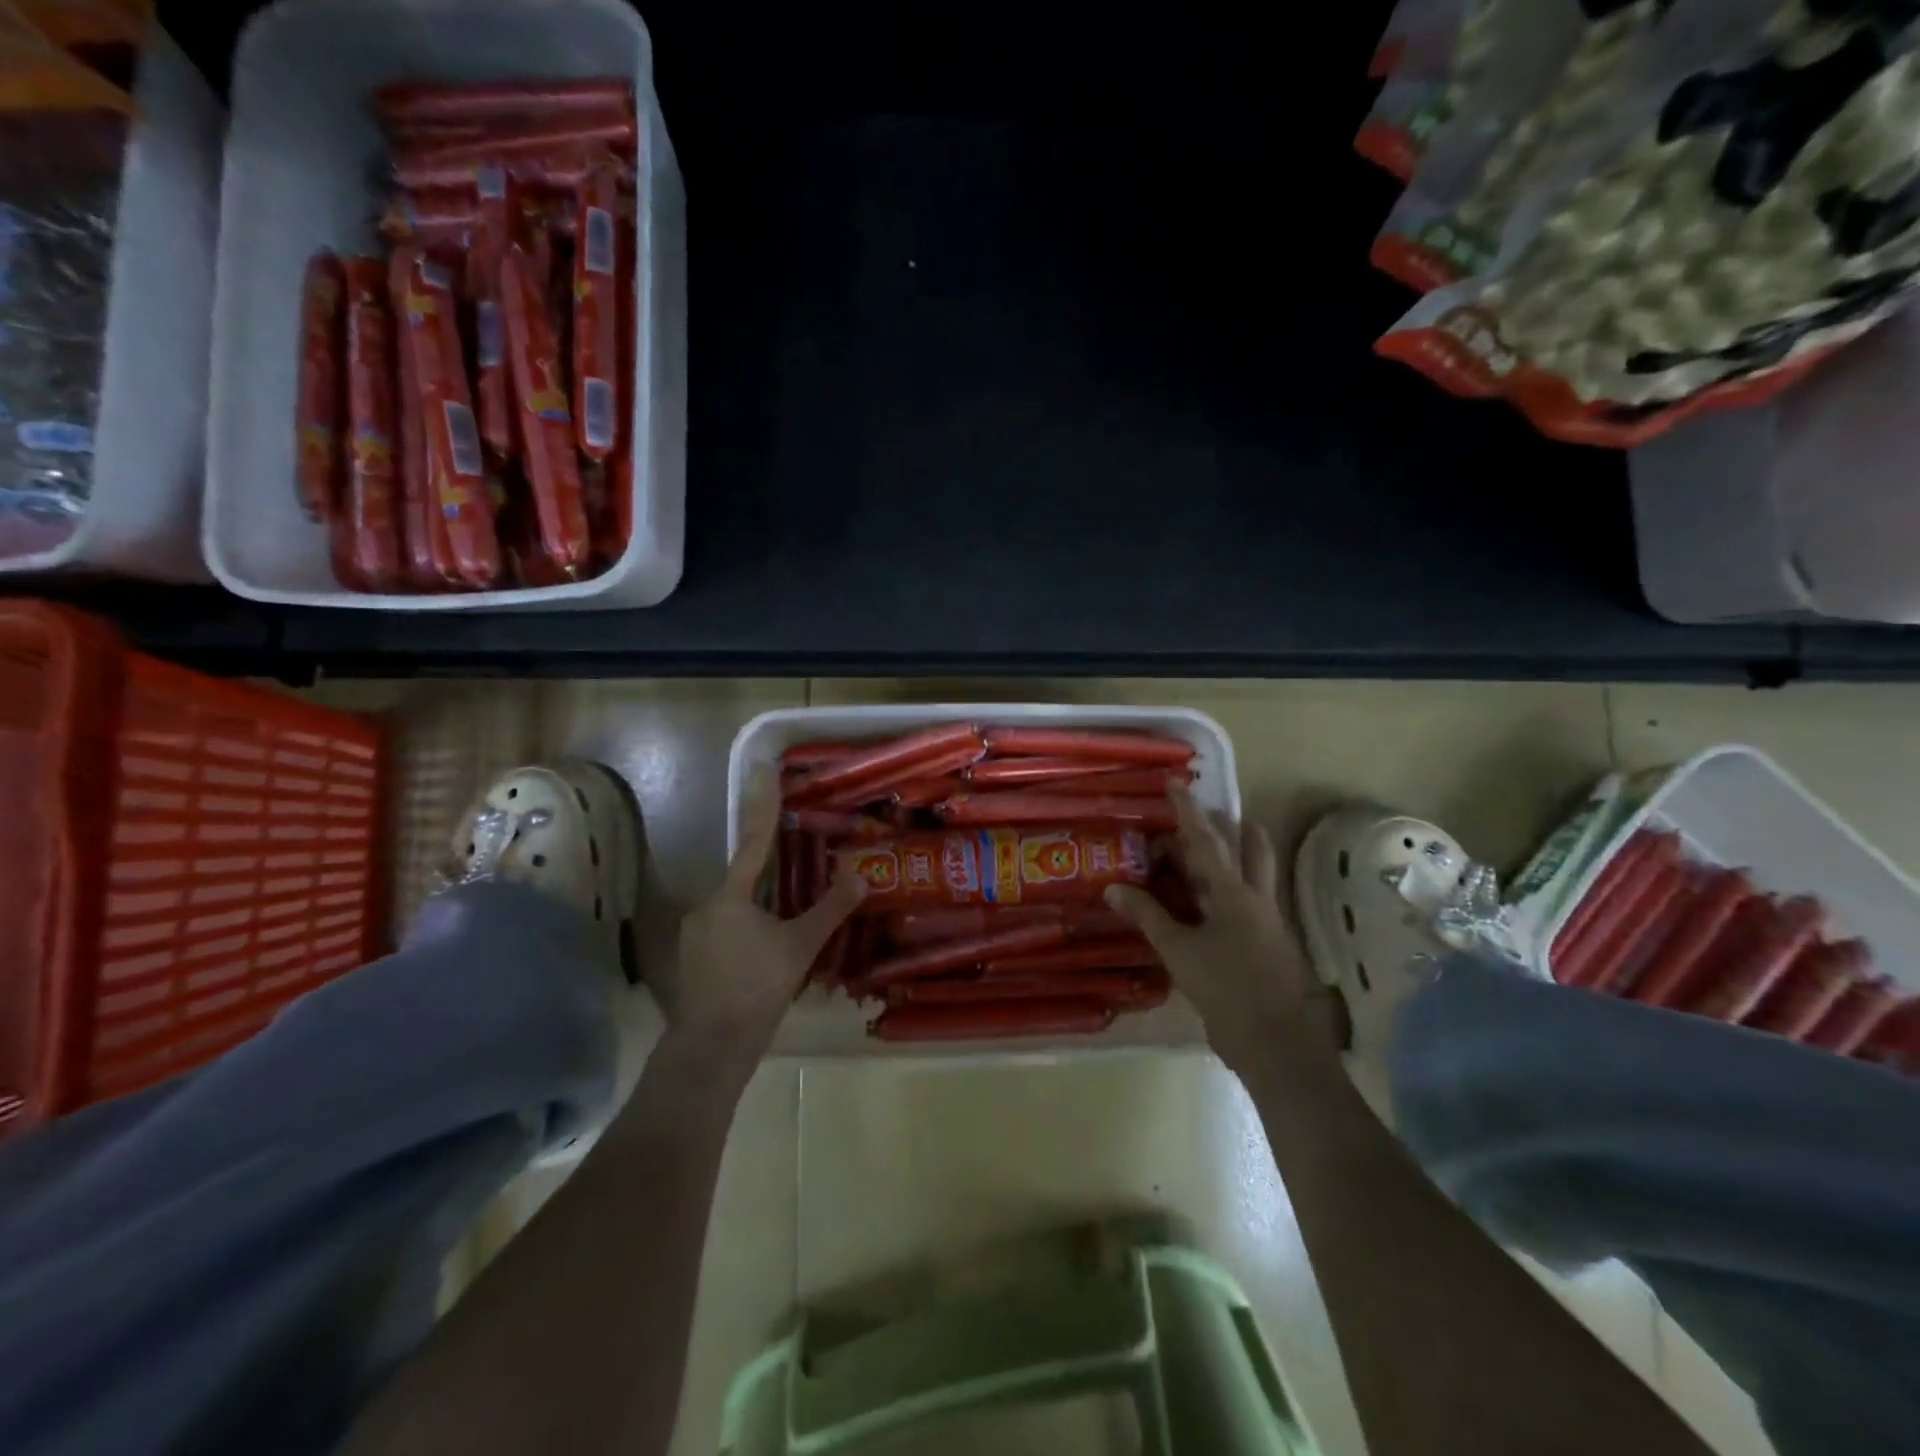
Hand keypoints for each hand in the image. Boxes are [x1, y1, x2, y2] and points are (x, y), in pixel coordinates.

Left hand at [675, 781, 864, 1056]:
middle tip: (794, 859)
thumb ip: (830, 909)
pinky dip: (749, 927)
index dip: (762, 804)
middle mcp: (707, 905)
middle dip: (769, 866)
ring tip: (786, 918)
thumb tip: (861, 876)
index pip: (752, 840)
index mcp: (731, 896)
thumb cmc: (757, 989)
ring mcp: (696, 933)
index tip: (763, 769)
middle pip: (745, 876)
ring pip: (736, 905)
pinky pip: (727, 928)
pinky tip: (766, 948)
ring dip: (761, 905)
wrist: (711, 1048)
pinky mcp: (694, 957)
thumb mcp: (800, 947)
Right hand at [1105, 788, 1336, 1072]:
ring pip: (1255, 872)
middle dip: (1230, 826)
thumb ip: (1148, 916)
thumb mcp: (1179, 951)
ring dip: (1234, 855)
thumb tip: (1114, 888)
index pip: (1207, 841)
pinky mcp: (1270, 942)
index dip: (1188, 811)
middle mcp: (1256, 898)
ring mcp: (1268, 920)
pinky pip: (1250, 900)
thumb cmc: (1226, 989)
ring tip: (1203, 855)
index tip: (1177, 784)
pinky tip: (1208, 903)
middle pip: (1251, 847)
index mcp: (1234, 893)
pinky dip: (1229, 889)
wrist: (1274, 1042)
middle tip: (1203, 818)